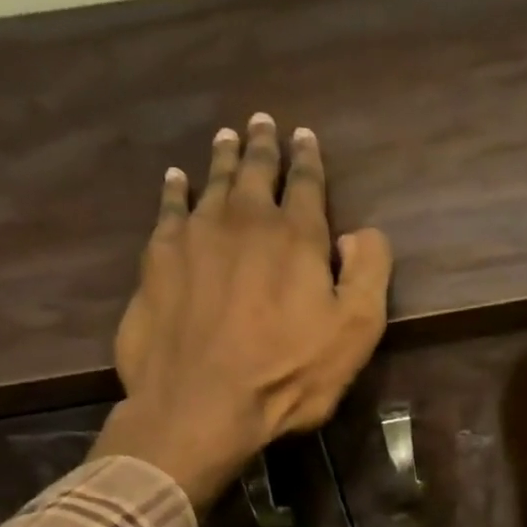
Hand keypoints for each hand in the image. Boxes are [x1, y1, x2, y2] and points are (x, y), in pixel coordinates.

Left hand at [91, 114, 392, 506]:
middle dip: (264, 146)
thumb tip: (361, 232)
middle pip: (256, 172)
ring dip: (224, 158)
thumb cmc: (287, 374)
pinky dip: (175, 190)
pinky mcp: (158, 259)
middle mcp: (245, 221)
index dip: (308, 159)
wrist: (200, 404)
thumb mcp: (355, 332)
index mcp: (297, 237)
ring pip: (213, 183)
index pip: (306, 184)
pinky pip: (169, 210)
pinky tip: (176, 180)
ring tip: (228, 137)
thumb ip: (368, 273)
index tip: (305, 136)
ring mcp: (196, 236)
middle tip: (263, 122)